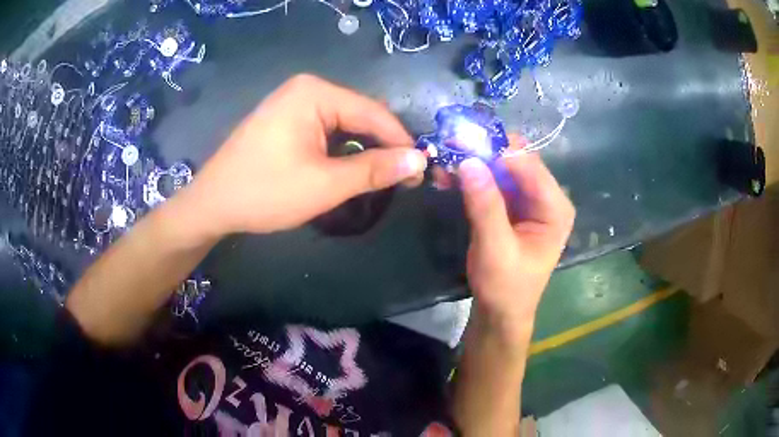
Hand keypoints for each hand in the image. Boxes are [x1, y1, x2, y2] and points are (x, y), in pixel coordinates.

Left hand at [181, 74, 426, 238]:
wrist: (212, 204)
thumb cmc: (264, 192)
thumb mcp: (324, 184)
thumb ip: (374, 170)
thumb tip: (419, 161)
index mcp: (316, 93)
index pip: (374, 113)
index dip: (402, 143)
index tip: (422, 172)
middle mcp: (306, 89)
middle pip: (360, 115)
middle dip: (383, 146)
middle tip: (404, 179)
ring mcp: (293, 102)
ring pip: (344, 124)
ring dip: (364, 149)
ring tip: (382, 177)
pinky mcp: (285, 118)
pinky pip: (326, 129)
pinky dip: (342, 149)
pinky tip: (351, 167)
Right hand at [458, 140, 574, 342]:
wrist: (501, 313)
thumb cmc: (505, 287)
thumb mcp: (495, 249)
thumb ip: (485, 206)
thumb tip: (469, 161)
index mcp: (555, 207)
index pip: (528, 165)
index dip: (496, 149)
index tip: (462, 138)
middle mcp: (547, 197)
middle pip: (516, 161)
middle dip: (483, 152)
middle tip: (449, 147)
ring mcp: (529, 200)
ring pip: (502, 168)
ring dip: (474, 163)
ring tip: (443, 161)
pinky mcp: (513, 206)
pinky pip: (493, 182)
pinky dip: (473, 177)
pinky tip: (449, 176)